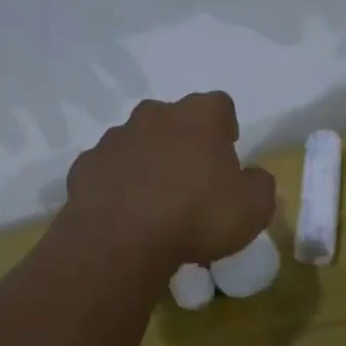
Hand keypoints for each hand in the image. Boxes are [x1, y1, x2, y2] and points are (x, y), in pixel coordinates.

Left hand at [62, 92, 275, 266]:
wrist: (120, 240)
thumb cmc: (197, 216)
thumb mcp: (253, 208)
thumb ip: (260, 185)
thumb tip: (252, 177)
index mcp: (198, 117)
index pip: (219, 105)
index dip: (225, 126)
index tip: (227, 153)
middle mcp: (154, 116)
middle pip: (174, 119)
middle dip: (182, 141)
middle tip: (191, 178)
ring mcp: (114, 138)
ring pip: (137, 141)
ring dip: (147, 161)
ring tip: (154, 200)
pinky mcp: (85, 165)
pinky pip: (107, 169)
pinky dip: (116, 183)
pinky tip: (123, 212)